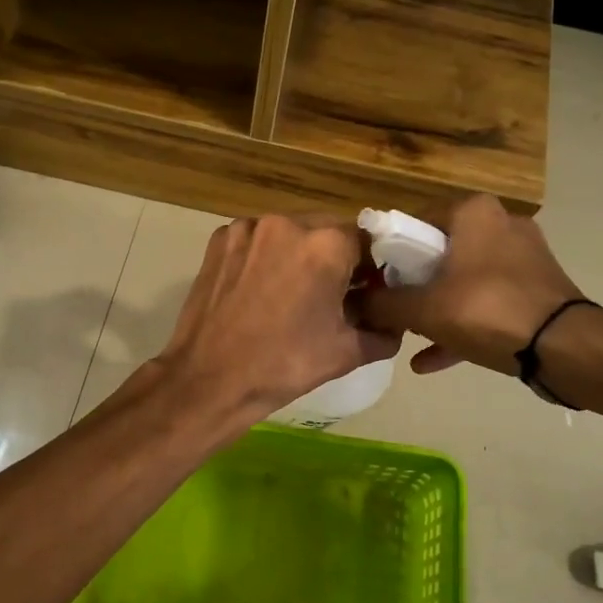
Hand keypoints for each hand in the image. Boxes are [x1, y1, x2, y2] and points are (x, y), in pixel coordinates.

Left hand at [154, 216, 400, 425]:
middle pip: (326, 230)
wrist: (209, 379)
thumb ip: (382, 332)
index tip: (365, 291)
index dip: (369, 267)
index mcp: (325, 245)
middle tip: (331, 295)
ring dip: (298, 254)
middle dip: (334, 257)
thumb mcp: (345, 353)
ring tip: (292, 293)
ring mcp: (247, 229)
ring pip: (289, 232)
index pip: (365, 241)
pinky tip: (261, 289)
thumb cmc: (283, 365)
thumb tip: (393, 325)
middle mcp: (287, 223)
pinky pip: (256, 240)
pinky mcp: (219, 241)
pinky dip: (265, 256)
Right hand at [357, 195, 581, 374]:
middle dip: (413, 285)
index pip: (415, 221)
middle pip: (440, 253)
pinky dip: (461, 325)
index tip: (374, 281)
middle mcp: (500, 224)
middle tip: (391, 310)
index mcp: (473, 212)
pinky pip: (486, 303)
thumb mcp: (423, 309)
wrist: (562, 347)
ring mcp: (522, 258)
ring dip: (435, 309)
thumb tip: (355, 304)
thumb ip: (384, 304)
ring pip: (463, 280)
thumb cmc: (486, 310)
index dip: (389, 253)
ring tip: (408, 338)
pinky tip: (430, 360)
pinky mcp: (535, 289)